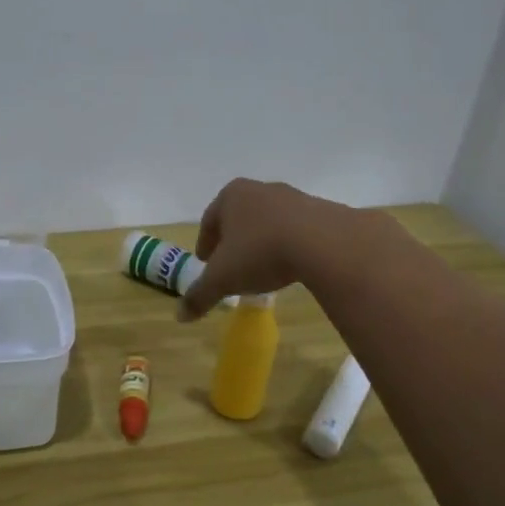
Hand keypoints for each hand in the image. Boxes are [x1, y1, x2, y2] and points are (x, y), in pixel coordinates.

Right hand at [178, 178, 354, 321]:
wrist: (324, 243)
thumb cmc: (260, 252)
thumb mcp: (222, 279)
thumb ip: (199, 295)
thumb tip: (180, 316)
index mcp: (231, 196)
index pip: (209, 220)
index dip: (205, 243)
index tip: (206, 262)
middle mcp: (260, 190)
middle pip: (239, 217)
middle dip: (234, 240)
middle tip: (231, 265)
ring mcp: (293, 197)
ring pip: (269, 222)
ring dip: (262, 241)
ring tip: (263, 267)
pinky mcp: (321, 211)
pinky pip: (297, 230)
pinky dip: (289, 245)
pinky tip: (291, 265)